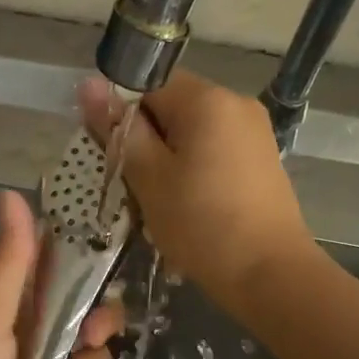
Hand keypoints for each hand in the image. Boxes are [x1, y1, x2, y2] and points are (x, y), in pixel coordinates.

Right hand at [80, 70, 310, 309]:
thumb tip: (89, 84)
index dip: (123, 116)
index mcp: (207, 99)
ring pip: (191, 131)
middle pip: (171, 106)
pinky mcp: (261, 159)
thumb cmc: (201, 224)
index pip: (147, 84)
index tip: (115, 156)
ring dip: (167, 158)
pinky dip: (193, 169)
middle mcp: (236, 102)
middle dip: (146, 140)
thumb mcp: (149, 177)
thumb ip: (119, 130)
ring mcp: (254, 131)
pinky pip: (214, 149)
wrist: (269, 274)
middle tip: (134, 185)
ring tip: (160, 200)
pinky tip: (189, 204)